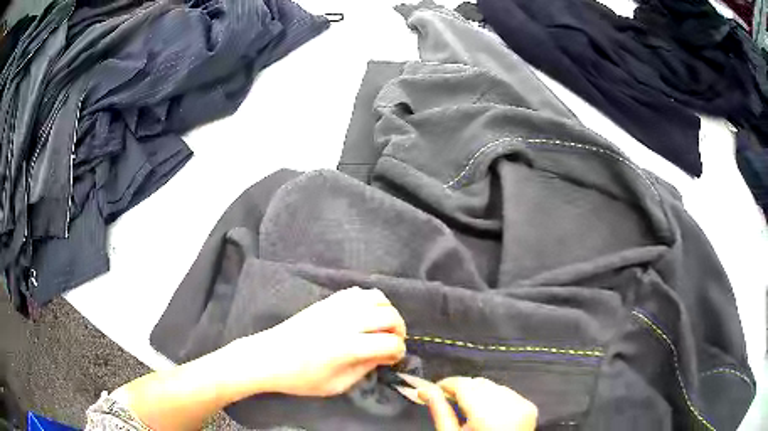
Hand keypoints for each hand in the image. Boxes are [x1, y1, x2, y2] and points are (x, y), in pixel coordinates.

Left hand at [235, 287, 406, 396]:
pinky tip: (365, 314)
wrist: (269, 357)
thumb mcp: (337, 385)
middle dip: (399, 330)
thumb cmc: (301, 378)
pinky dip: (369, 300)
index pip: (390, 343)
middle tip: (393, 342)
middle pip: (389, 316)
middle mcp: (346, 322)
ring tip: (382, 326)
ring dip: (387, 311)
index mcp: (348, 347)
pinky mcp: (327, 301)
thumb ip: (364, 370)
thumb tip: (382, 355)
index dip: (398, 353)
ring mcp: (336, 307)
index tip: (393, 359)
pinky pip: (357, 292)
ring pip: (376, 297)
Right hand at [419, 377, 537, 430]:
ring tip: (468, 408)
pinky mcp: (529, 406)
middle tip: (448, 398)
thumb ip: (440, 412)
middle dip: (462, 388)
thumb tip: (425, 391)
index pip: (465, 385)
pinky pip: (507, 392)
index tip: (436, 388)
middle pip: (479, 383)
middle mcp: (509, 405)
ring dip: (478, 392)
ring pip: (494, 386)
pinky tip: (486, 410)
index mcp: (487, 416)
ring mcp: (522, 404)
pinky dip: (495, 397)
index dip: (448, 383)